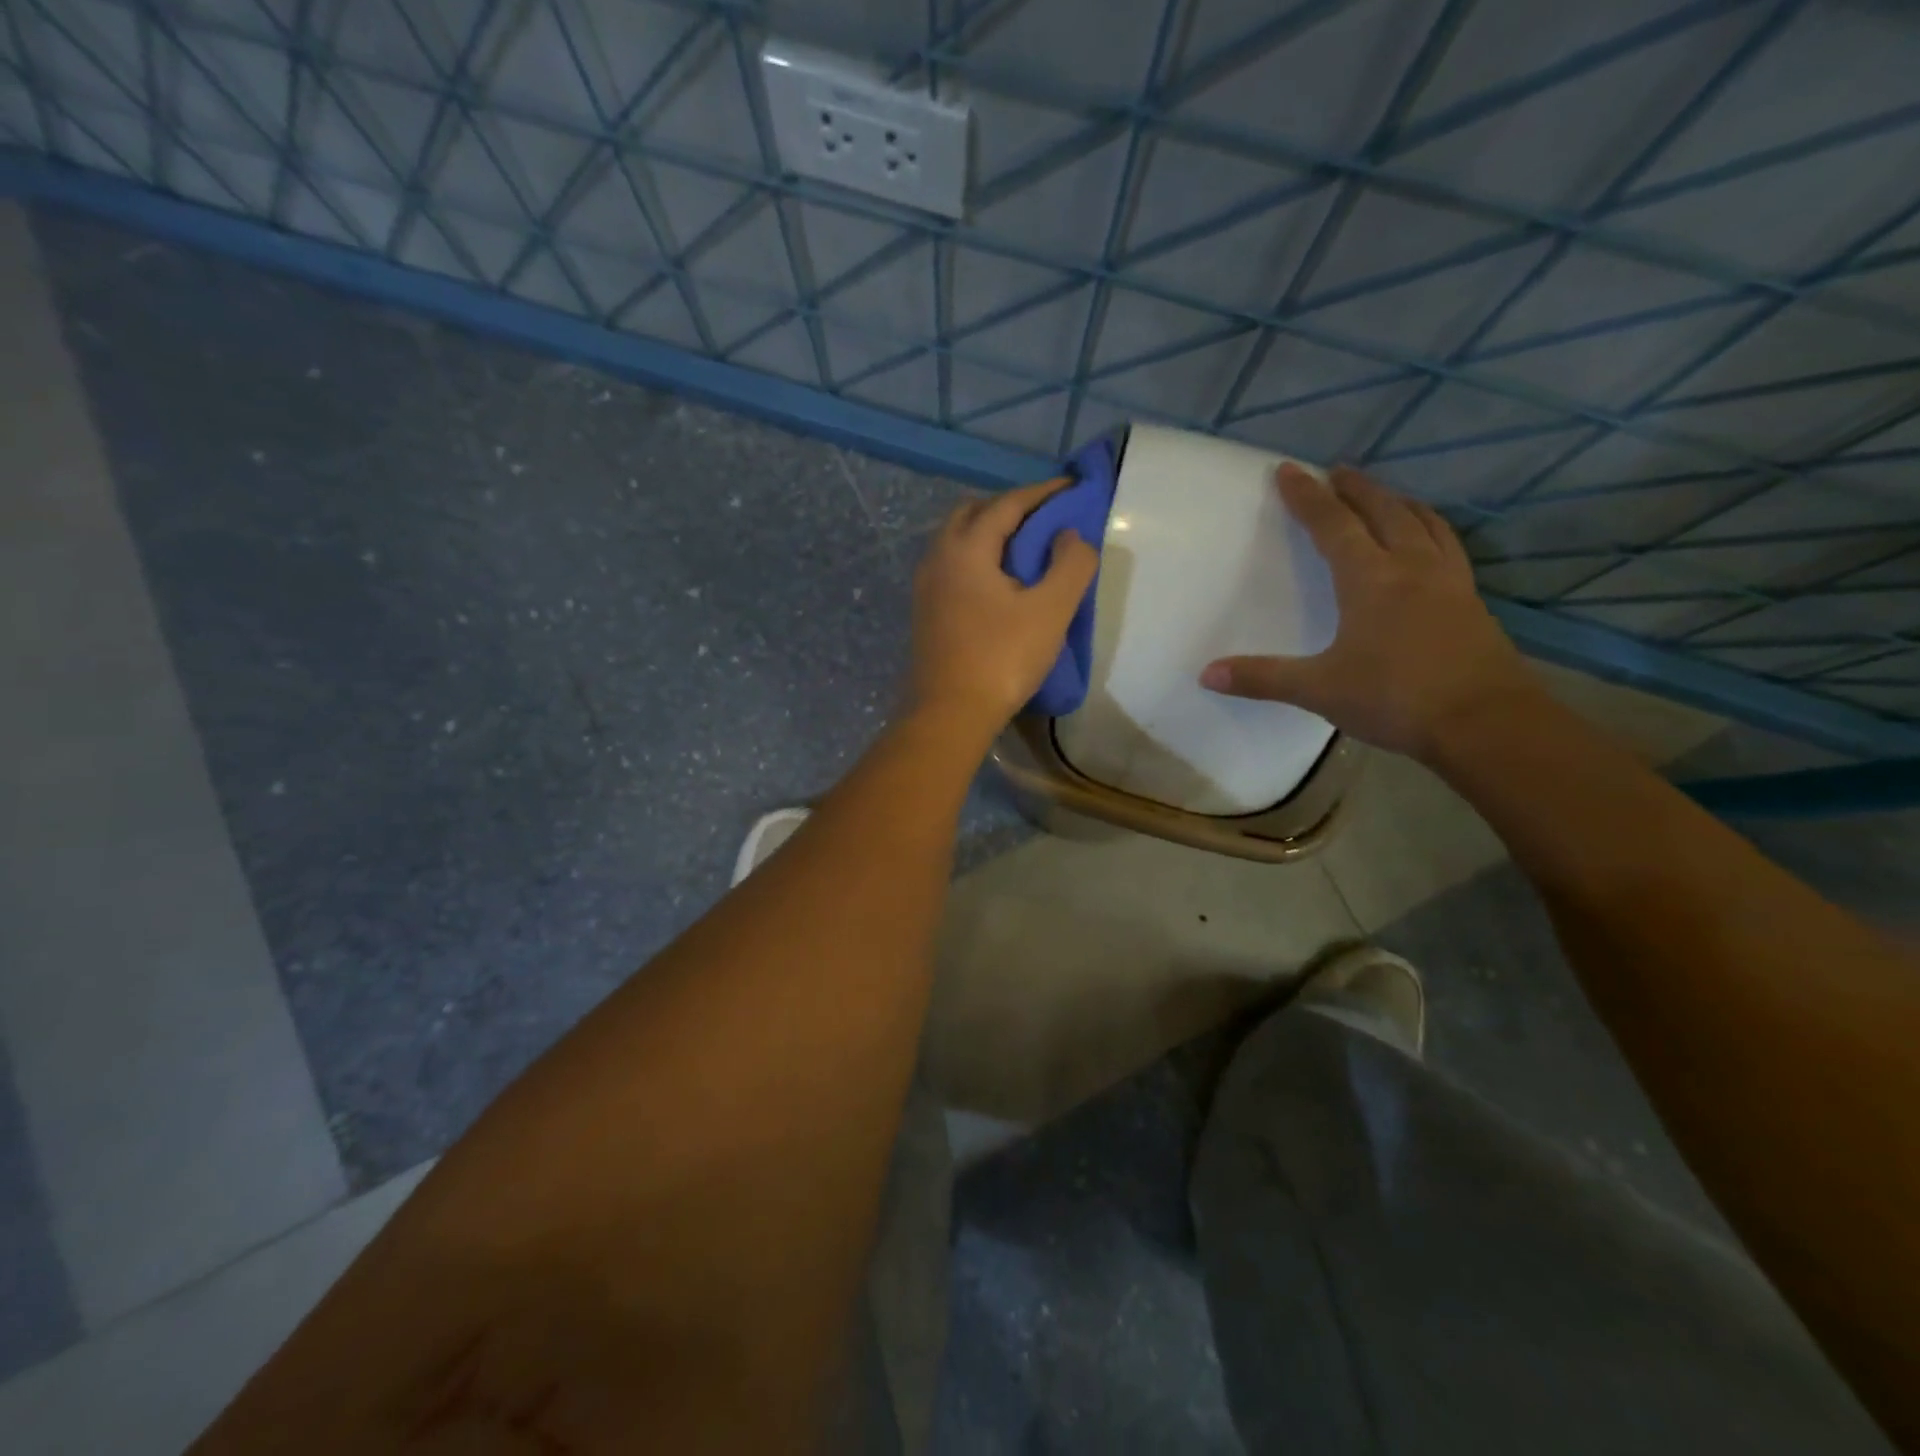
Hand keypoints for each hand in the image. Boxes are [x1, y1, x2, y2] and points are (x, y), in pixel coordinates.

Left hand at [908, 477, 1098, 744]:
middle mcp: (938, 558)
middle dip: (1010, 508)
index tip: (1071, 487)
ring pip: (957, 540)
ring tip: (1024, 550)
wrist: (950, 713)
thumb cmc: (1002, 659)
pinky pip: (952, 566)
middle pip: (973, 513)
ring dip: (989, 533)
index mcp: (966, 548)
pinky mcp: (925, 611)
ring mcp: (926, 586)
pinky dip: (977, 558)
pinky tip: (997, 582)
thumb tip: (1069, 535)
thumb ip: (1070, 564)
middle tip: (1044, 518)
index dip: (1042, 493)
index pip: (1007, 504)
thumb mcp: (1051, 610)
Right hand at [1200, 464, 1537, 762]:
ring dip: (1397, 502)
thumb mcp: (1319, 690)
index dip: (1307, 497)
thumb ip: (1262, 678)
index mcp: (1370, 580)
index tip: (1290, 470)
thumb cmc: (1396, 698)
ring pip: (1422, 522)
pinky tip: (1428, 540)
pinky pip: (1448, 545)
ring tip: (1383, 495)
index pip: (1332, 525)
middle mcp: (1411, 566)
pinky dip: (1430, 528)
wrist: (1485, 722)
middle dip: (1355, 489)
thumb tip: (1206, 674)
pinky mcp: (1470, 600)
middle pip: (1382, 511)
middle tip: (1337, 471)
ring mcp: (1448, 580)